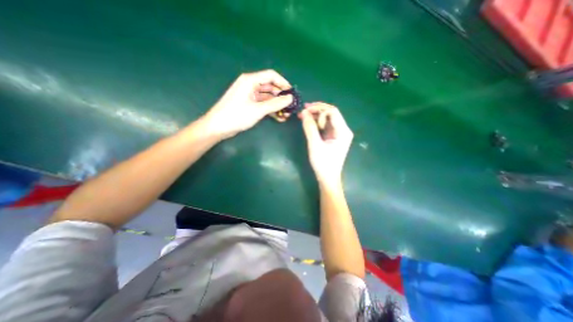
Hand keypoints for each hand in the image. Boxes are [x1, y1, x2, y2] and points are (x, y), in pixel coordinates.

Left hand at [201, 69, 292, 138]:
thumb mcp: (257, 110)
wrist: (218, 127)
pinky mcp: (249, 105)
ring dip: (277, 105)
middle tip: (290, 106)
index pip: (271, 76)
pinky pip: (263, 105)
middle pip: (270, 87)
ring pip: (267, 97)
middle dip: (281, 96)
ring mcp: (249, 96)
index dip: (283, 83)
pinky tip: (279, 117)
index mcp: (250, 81)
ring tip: (287, 114)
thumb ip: (275, 104)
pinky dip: (271, 110)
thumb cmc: (236, 116)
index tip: (292, 93)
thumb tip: (290, 98)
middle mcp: (250, 86)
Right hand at [300, 102, 353, 184]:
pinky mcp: (333, 137)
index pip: (332, 112)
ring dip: (315, 115)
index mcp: (343, 131)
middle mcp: (343, 130)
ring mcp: (339, 134)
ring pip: (327, 119)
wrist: (328, 178)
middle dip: (317, 110)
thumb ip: (310, 128)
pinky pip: (325, 125)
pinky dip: (317, 122)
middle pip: (331, 113)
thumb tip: (304, 112)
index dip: (319, 108)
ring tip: (303, 115)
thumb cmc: (323, 164)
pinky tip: (308, 122)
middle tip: (303, 111)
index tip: (305, 111)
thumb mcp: (315, 145)